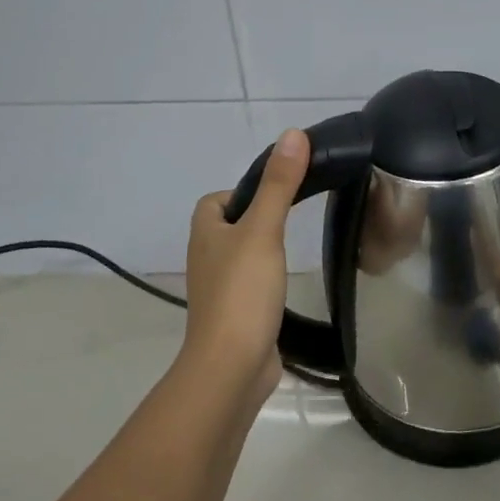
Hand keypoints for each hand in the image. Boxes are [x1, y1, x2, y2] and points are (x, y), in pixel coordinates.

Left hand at [181, 129, 308, 393]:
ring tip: (294, 249)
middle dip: (256, 219)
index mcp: (205, 233)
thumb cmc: (242, 291)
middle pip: (229, 227)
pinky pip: (250, 287)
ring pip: (240, 258)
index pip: (215, 200)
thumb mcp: (263, 230)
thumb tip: (292, 134)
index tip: (276, 194)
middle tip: (292, 219)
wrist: (232, 366)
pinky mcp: (235, 316)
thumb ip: (279, 185)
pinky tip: (287, 285)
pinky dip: (266, 282)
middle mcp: (206, 259)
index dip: (241, 191)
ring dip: (262, 251)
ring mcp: (219, 290)